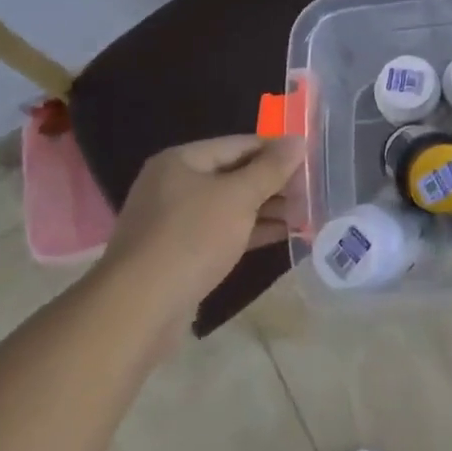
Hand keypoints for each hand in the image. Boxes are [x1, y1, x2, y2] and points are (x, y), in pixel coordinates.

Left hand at [95, 135, 302, 331]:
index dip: (277, 150)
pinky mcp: (181, 254)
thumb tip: (298, 140)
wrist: (139, 310)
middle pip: (235, 174)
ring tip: (306, 213)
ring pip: (231, 206)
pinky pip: (223, 233)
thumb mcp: (239, 197)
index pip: (240, 144)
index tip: (311, 159)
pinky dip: (252, 231)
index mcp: (182, 161)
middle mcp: (175, 185)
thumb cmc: (191, 238)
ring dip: (268, 209)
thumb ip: (271, 168)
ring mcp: (175, 222)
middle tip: (313, 189)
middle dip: (274, 183)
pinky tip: (285, 235)